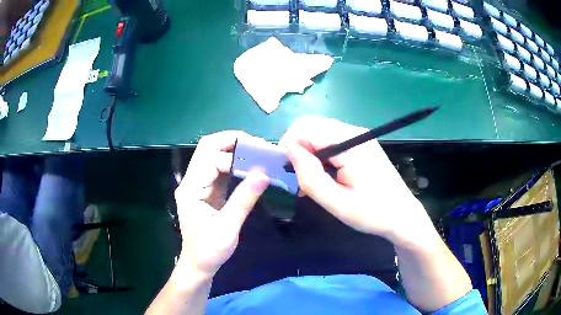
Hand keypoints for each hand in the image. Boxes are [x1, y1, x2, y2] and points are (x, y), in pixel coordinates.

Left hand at [174, 131, 268, 276]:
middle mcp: (192, 181)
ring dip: (236, 152)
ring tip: (259, 153)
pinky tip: (251, 167)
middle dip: (234, 142)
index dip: (234, 153)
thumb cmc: (209, 251)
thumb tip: (263, 174)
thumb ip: (243, 200)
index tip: (259, 156)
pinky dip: (236, 164)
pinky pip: (220, 170)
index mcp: (191, 188)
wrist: (199, 265)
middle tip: (259, 146)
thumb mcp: (227, 227)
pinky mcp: (207, 190)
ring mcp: (199, 185)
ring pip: (214, 156)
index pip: (209, 156)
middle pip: (209, 148)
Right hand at [279, 117, 433, 248]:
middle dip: (296, 148)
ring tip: (307, 180)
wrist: (402, 216)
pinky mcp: (360, 143)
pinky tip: (321, 175)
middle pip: (312, 126)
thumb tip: (289, 152)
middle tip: (295, 176)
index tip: (284, 171)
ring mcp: (358, 136)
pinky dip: (318, 154)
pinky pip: (330, 140)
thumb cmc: (372, 213)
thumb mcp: (337, 203)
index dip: (289, 145)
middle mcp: (354, 132)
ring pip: (318, 133)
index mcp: (350, 143)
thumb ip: (310, 177)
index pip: (306, 128)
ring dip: (307, 152)